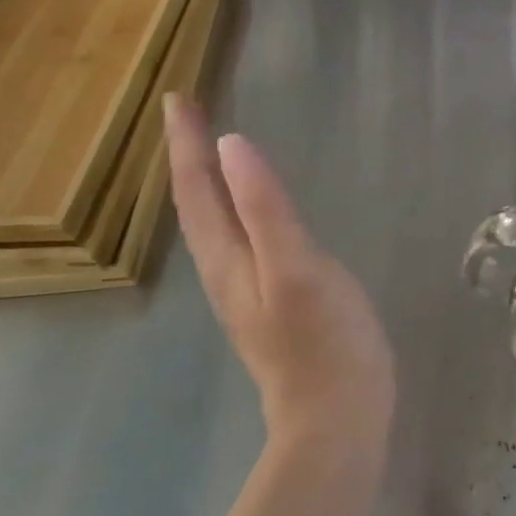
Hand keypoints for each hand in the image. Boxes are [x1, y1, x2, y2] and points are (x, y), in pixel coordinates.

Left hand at [165, 94, 394, 443]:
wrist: (336, 417)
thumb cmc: (324, 340)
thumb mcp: (297, 267)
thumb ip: (266, 207)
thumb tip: (233, 145)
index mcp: (228, 259)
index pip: (197, 190)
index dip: (187, 143)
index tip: (178, 98)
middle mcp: (225, 272)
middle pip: (195, 205)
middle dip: (188, 157)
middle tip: (188, 115)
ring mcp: (246, 291)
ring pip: (212, 224)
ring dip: (204, 182)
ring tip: (206, 151)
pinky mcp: (270, 302)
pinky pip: (237, 240)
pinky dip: (232, 209)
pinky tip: (247, 210)